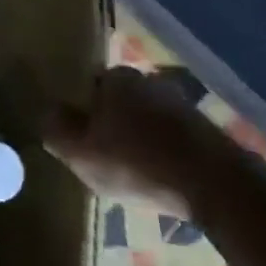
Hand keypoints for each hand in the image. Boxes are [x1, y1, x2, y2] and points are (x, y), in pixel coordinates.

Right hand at [45, 66, 236, 215]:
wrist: (218, 187)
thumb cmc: (137, 163)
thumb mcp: (79, 153)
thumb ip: (56, 130)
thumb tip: (47, 112)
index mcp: (115, 78)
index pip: (87, 86)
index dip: (80, 111)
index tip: (78, 137)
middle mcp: (149, 81)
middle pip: (118, 101)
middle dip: (110, 123)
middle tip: (103, 156)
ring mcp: (183, 105)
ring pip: (146, 120)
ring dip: (139, 140)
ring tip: (133, 171)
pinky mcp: (207, 131)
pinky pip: (171, 138)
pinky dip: (163, 153)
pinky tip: (161, 177)